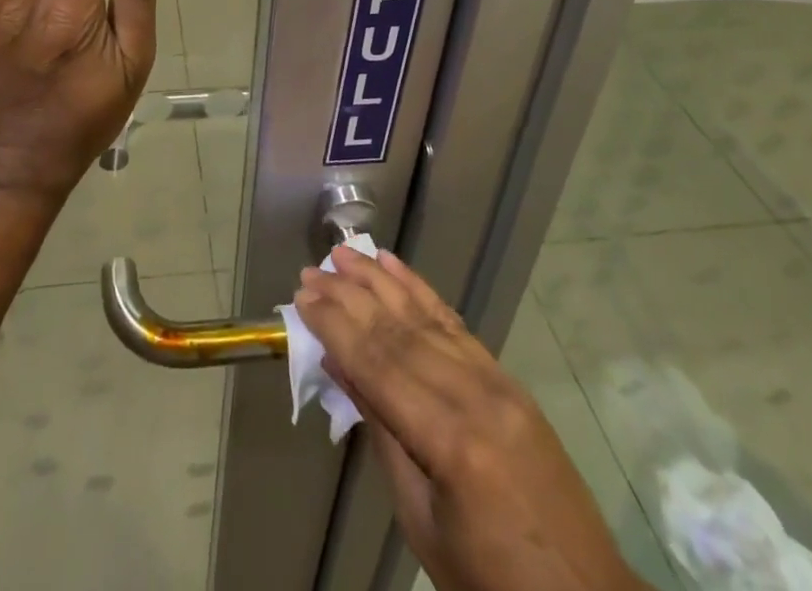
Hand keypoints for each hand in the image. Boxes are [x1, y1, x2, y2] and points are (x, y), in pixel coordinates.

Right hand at [296, 250, 640, 590]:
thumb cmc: (491, 585)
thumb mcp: (422, 523)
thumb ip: (382, 434)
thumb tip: (340, 365)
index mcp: (451, 443)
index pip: (379, 366)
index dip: (336, 327)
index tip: (302, 296)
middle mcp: (475, 397)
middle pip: (398, 333)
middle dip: (350, 297)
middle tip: (311, 270)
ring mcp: (498, 383)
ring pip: (426, 318)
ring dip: (380, 282)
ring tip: (344, 255)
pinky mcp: (509, 381)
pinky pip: (457, 326)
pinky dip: (422, 292)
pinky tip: (396, 268)